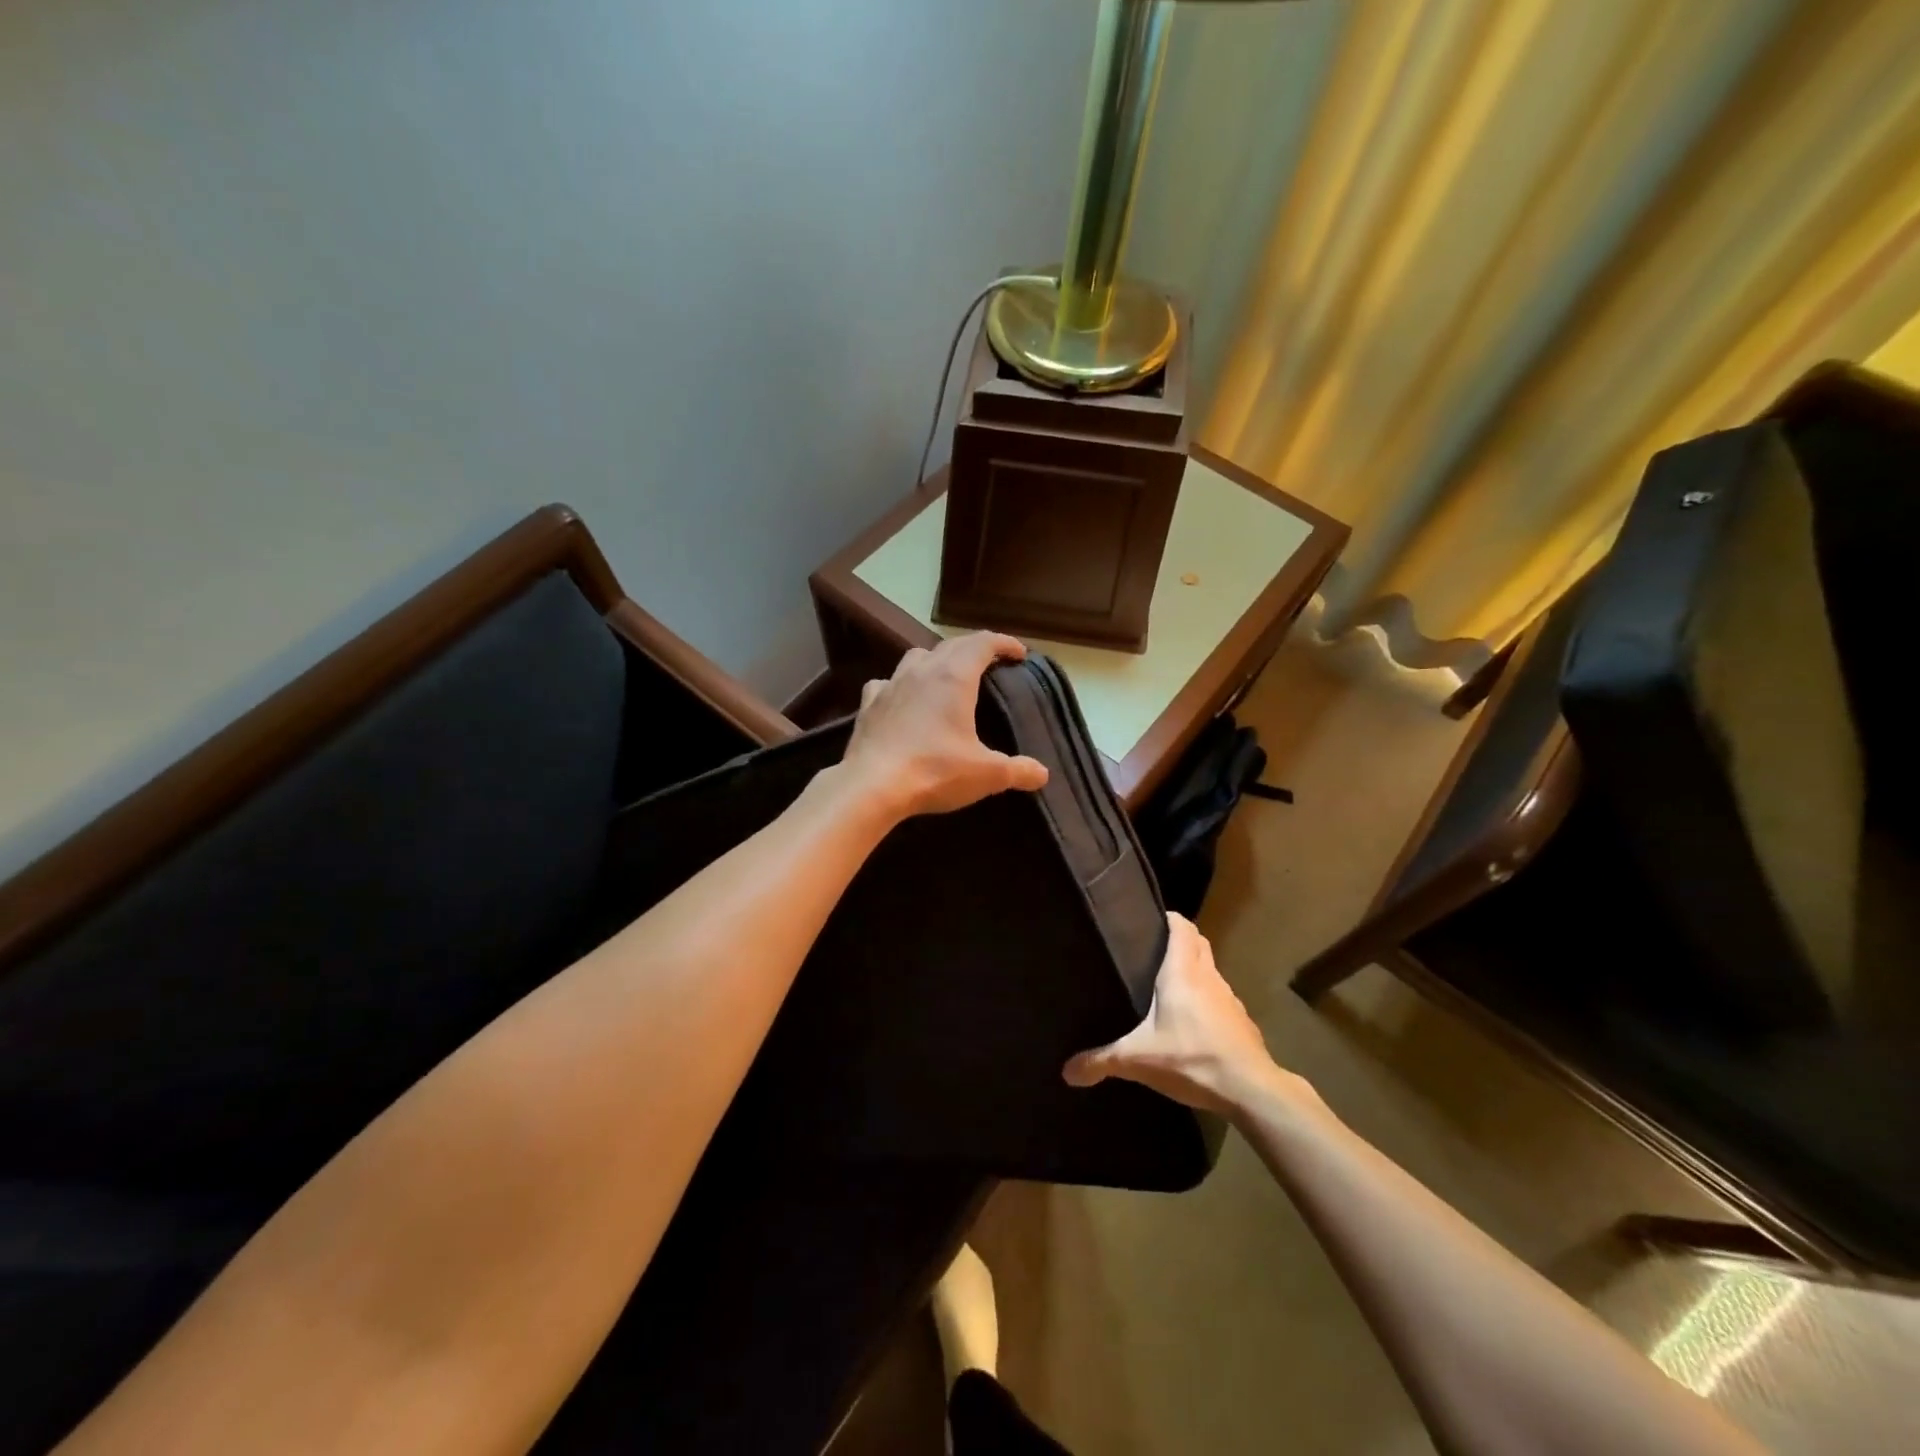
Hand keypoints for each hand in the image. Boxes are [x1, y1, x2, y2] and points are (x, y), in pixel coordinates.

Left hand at [841, 633, 1048, 818]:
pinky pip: (887, 682)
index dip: (1004, 643)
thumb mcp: (986, 774)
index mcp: (954, 677)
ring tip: (947, 675)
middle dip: (974, 648)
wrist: (872, 785)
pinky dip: (901, 684)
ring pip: (917, 657)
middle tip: (990, 662)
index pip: (983, 643)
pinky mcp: (869, 704)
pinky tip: (902, 698)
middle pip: (952, 645)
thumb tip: (1042, 774)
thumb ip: (1017, 770)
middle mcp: (922, 670)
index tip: (1019, 653)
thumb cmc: (935, 771)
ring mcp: (891, 684)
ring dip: (936, 659)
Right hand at [1063, 913, 1296, 1115]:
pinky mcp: (1242, 1023)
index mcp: (1182, 972)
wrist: (1251, 1090)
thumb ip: (1101, 1061)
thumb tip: (1067, 1071)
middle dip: (1181, 940)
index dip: (1169, 918)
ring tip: (1170, 986)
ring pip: (1211, 971)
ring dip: (1196, 971)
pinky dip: (1208, 1001)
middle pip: (1198, 943)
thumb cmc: (1191, 1058)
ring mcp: (1230, 999)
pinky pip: (1221, 1000)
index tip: (1150, 919)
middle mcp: (1208, 977)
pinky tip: (1194, 1024)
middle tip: (1154, 949)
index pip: (1182, 927)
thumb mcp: (1137, 1060)